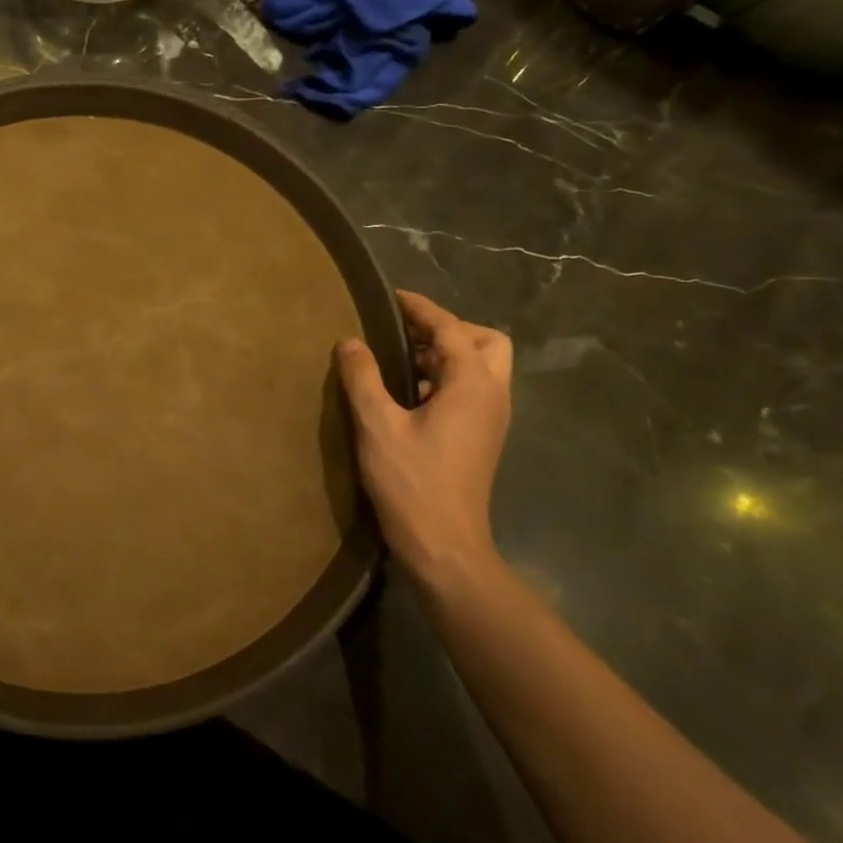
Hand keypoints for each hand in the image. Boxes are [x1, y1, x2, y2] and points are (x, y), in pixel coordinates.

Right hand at [335, 290, 512, 590]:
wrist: (444, 546)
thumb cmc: (412, 481)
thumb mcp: (377, 424)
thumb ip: (363, 376)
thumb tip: (350, 341)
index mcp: (473, 384)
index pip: (450, 328)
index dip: (420, 308)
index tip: (390, 297)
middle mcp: (492, 395)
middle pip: (486, 342)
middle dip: (448, 329)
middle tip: (406, 333)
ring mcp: (491, 419)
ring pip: (482, 367)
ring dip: (447, 354)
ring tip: (401, 359)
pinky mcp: (482, 438)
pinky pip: (472, 390)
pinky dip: (446, 378)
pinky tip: (409, 394)